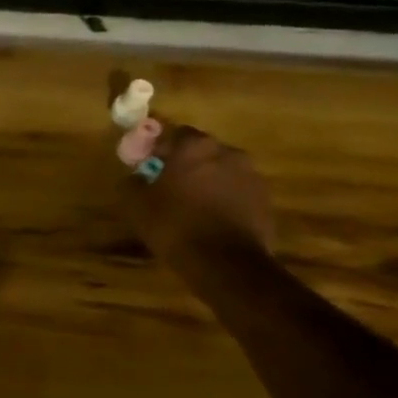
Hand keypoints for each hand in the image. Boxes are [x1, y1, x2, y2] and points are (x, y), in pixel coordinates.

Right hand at [123, 122, 275, 269]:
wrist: (226, 263)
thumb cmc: (176, 226)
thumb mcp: (137, 206)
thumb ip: (131, 183)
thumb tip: (134, 176)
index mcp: (194, 147)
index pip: (173, 134)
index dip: (158, 148)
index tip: (147, 165)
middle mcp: (227, 153)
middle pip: (201, 151)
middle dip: (185, 164)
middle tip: (168, 185)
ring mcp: (251, 176)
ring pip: (222, 171)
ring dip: (207, 181)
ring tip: (191, 205)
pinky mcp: (265, 201)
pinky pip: (237, 193)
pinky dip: (224, 200)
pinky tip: (211, 221)